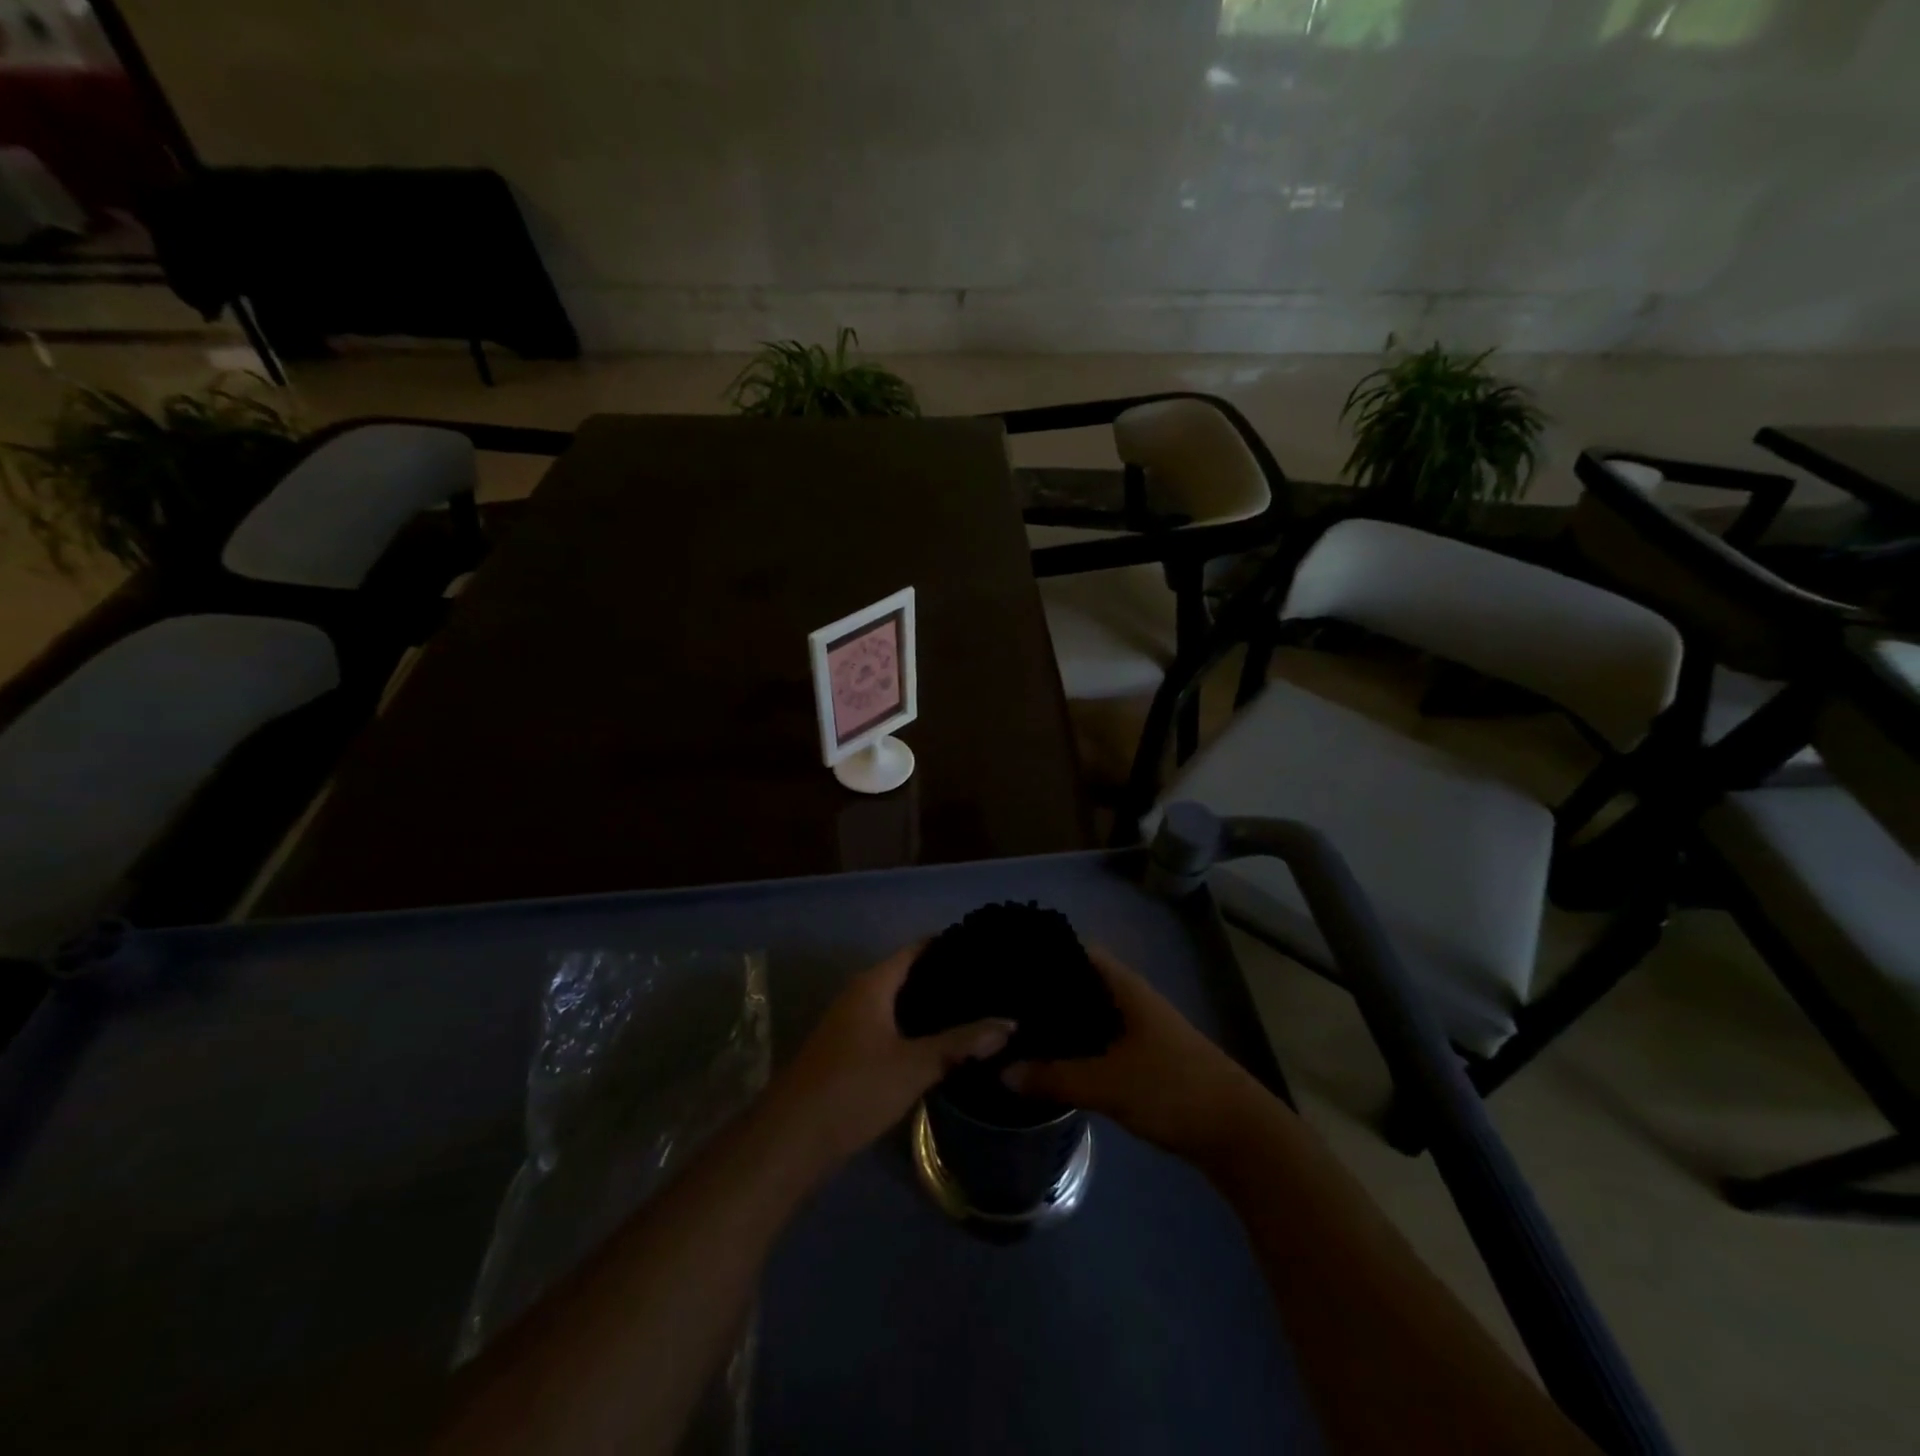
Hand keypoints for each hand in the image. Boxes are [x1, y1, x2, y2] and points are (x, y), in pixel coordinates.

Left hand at [772, 944, 1014, 1169]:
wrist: (792, 1139)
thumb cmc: (854, 1088)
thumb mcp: (914, 1065)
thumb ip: (961, 1044)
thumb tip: (1009, 1023)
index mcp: (873, 983)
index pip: (918, 949)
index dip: (951, 945)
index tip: (987, 950)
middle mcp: (860, 993)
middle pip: (909, 974)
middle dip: (946, 979)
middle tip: (991, 983)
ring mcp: (852, 1022)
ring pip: (900, 1003)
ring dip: (931, 1007)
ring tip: (976, 1010)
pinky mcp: (850, 1050)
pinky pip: (891, 1025)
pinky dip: (916, 1027)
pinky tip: (942, 1043)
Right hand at [1004, 947, 1262, 1168]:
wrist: (1238, 1132)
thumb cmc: (1172, 1089)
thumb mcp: (1107, 1084)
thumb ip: (1053, 1077)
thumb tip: (1002, 1072)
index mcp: (1124, 988)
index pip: (1077, 951)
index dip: (1044, 952)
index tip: (1005, 961)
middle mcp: (1131, 999)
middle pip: (1080, 983)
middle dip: (1044, 991)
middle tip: (1001, 1002)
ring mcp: (1139, 1028)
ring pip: (1090, 1014)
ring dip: (1060, 1021)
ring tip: (1016, 1028)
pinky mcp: (1144, 1057)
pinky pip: (1100, 1039)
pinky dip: (1076, 1044)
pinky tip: (1051, 1060)